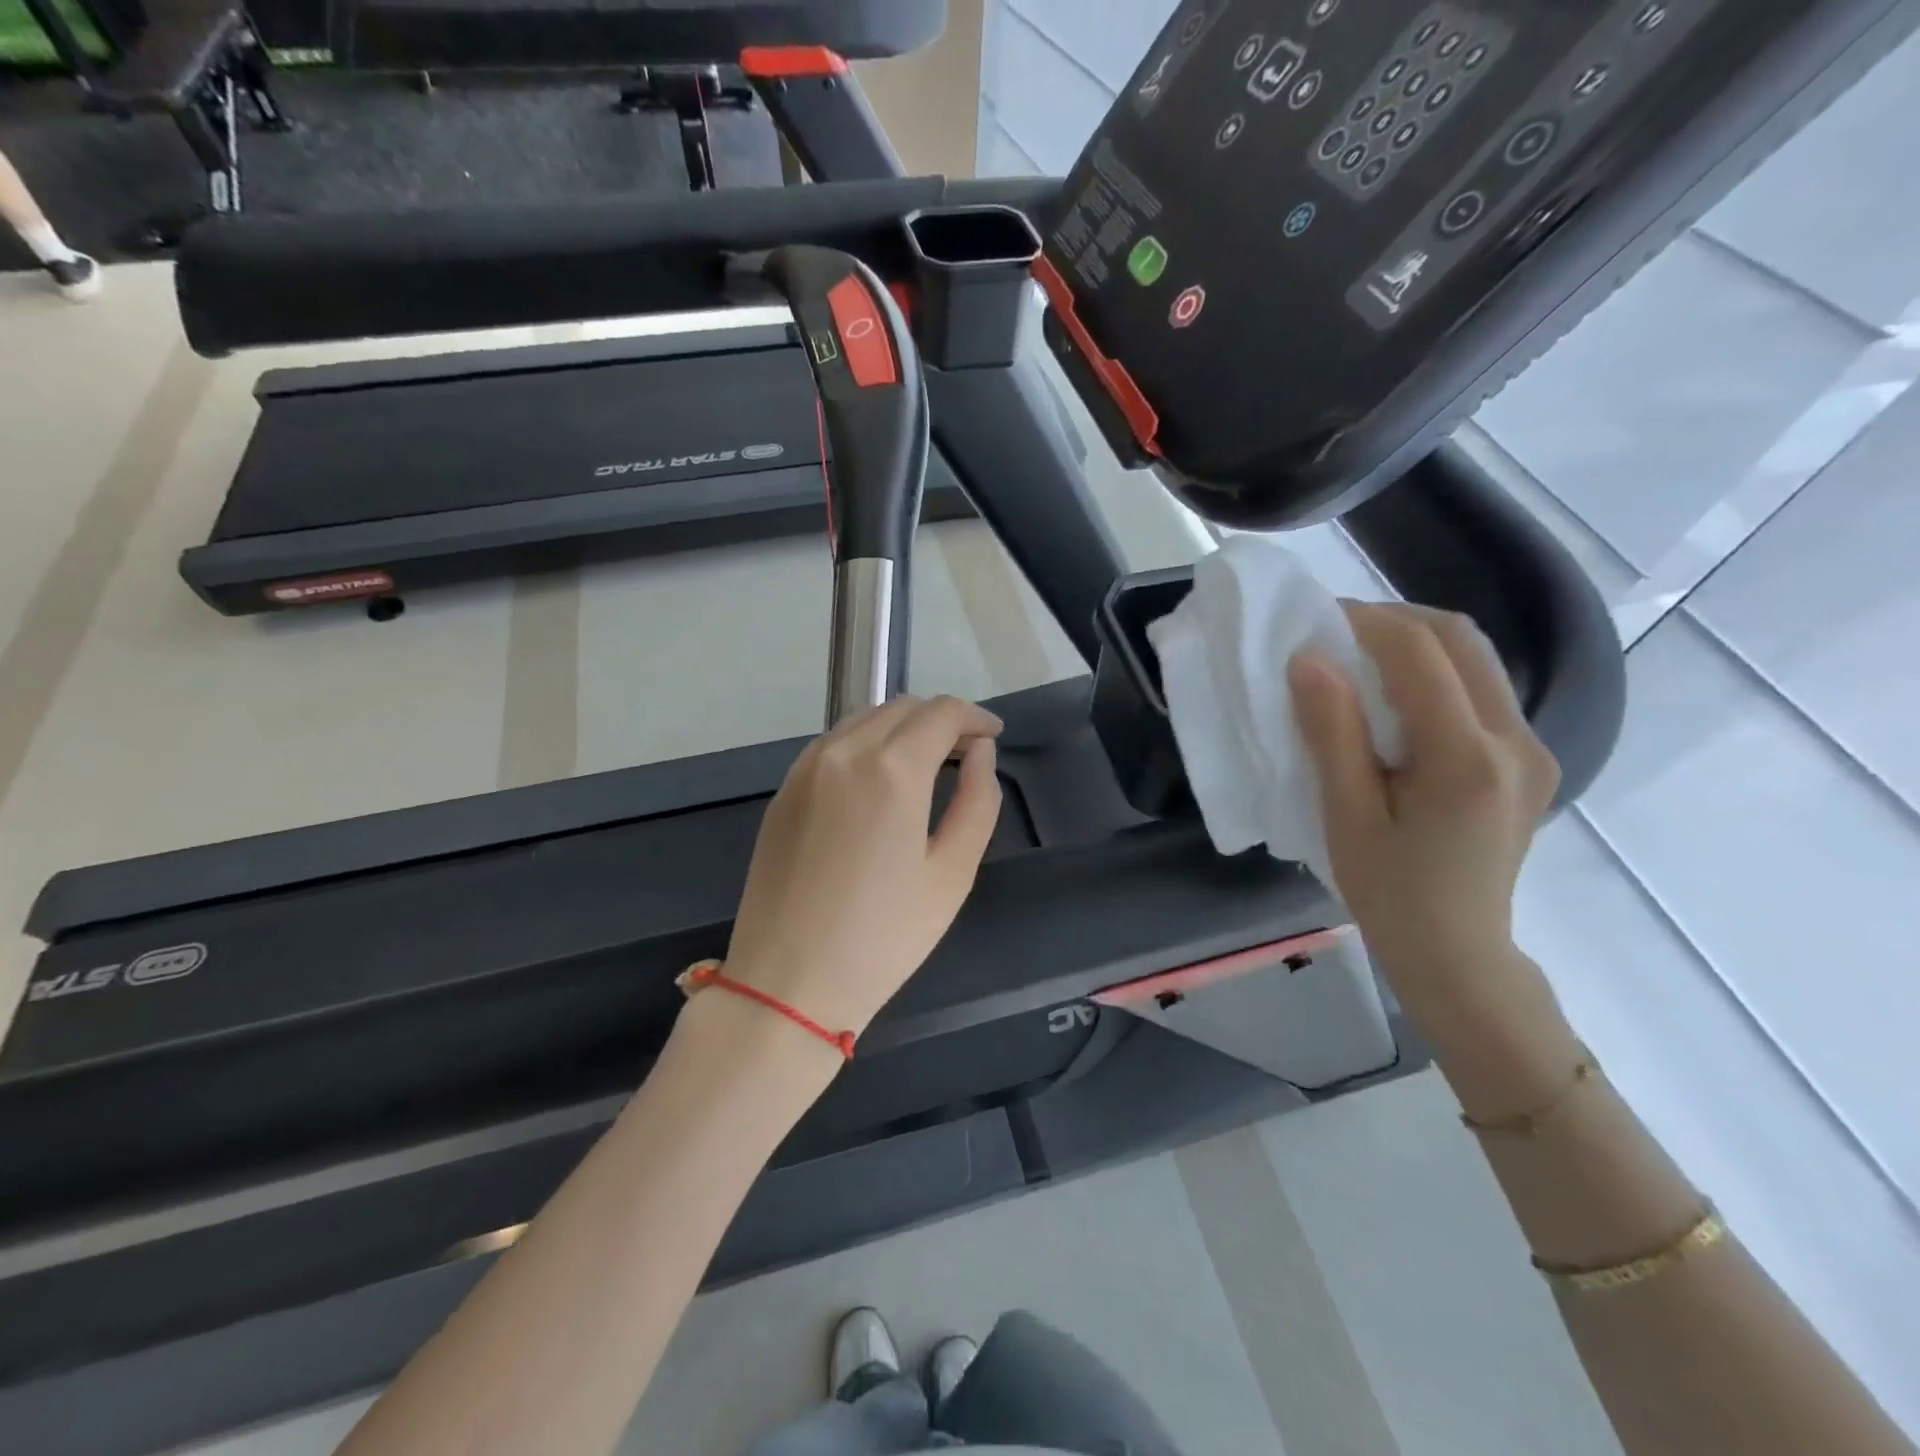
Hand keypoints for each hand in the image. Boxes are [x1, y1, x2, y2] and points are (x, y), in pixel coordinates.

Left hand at [721, 694, 1004, 1040]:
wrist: (787, 984)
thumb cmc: (883, 937)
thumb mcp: (952, 874)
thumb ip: (977, 801)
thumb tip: (980, 754)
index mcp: (891, 769)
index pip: (942, 712)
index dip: (975, 717)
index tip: (993, 737)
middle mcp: (844, 752)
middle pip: (902, 707)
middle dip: (941, 720)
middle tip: (966, 753)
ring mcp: (805, 768)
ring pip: (864, 719)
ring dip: (902, 727)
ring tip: (926, 763)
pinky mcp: (783, 791)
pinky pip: (833, 744)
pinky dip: (865, 744)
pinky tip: (877, 780)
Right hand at [1289, 603, 1560, 1027]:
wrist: (1458, 954)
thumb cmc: (1389, 893)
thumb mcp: (1346, 815)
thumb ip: (1332, 732)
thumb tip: (1308, 658)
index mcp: (1468, 758)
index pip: (1420, 653)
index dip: (1364, 621)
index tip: (1313, 618)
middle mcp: (1516, 741)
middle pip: (1460, 639)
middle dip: (1392, 620)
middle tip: (1333, 631)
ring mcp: (1532, 749)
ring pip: (1475, 659)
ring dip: (1414, 643)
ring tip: (1356, 657)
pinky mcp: (1528, 761)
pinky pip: (1480, 690)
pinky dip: (1432, 673)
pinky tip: (1392, 697)